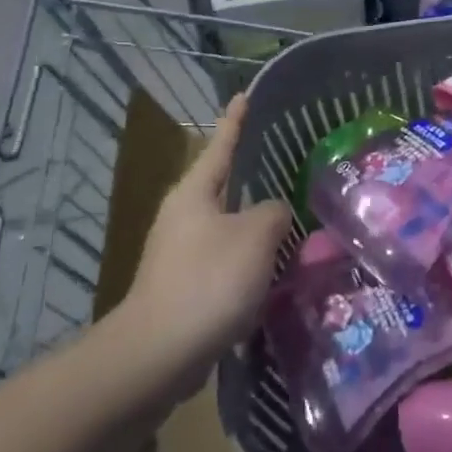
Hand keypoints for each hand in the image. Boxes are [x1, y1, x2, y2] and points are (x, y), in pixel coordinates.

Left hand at [120, 95, 290, 383]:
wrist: (157, 355)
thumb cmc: (208, 281)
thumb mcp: (256, 235)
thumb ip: (275, 212)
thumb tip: (275, 214)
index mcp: (195, 193)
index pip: (221, 144)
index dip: (236, 120)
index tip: (244, 95)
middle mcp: (184, 216)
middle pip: (224, 186)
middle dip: (254, 176)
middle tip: (289, 164)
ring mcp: (181, 253)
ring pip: (230, 226)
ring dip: (258, 225)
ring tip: (294, 220)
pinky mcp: (186, 287)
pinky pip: (228, 261)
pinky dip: (252, 260)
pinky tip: (277, 269)